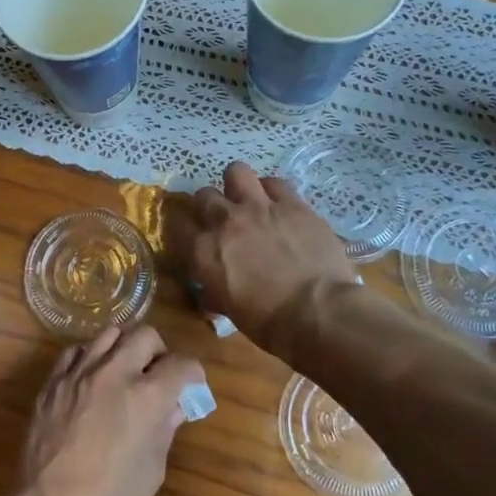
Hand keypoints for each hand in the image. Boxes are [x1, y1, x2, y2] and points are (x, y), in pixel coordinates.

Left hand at [17, 325, 203, 495]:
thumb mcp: (152, 469)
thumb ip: (165, 428)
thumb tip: (174, 406)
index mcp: (146, 396)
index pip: (182, 364)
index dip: (193, 374)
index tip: (191, 385)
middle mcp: (114, 372)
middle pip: (145, 335)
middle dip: (159, 352)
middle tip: (157, 375)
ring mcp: (80, 372)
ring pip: (109, 333)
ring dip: (124, 348)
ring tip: (124, 371)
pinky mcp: (53, 380)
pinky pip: (76, 351)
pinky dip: (90, 357)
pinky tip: (92, 378)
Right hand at [181, 161, 354, 346]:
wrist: (318, 312)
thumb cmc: (270, 324)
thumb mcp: (230, 310)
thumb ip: (216, 291)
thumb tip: (212, 291)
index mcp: (204, 252)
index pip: (177, 226)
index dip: (183, 229)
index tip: (192, 236)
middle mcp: (225, 222)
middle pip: (204, 195)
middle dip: (210, 206)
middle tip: (223, 220)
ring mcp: (259, 207)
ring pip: (236, 172)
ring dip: (238, 185)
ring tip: (248, 200)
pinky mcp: (292, 204)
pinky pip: (275, 183)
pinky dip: (273, 191)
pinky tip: (279, 204)